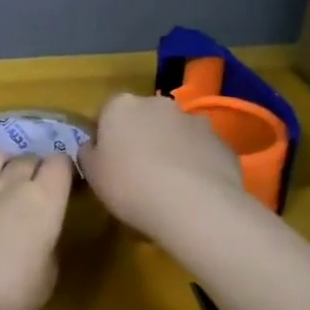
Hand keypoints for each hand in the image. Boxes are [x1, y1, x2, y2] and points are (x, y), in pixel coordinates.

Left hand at [0, 134, 73, 309]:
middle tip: (36, 183)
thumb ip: (46, 250)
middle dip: (34, 167)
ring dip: (2, 158)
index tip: (65, 181)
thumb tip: (40, 238)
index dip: (64, 170)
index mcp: (43, 201)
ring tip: (5, 165)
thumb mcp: (46, 280)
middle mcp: (8, 184)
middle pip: (26, 159)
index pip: (60, 165)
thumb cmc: (6, 292)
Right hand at [78, 93, 244, 238]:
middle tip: (136, 170)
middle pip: (143, 116)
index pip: (106, 111)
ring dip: (169, 147)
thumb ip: (88, 154)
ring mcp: (194, 120)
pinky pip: (200, 150)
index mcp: (121, 105)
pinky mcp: (221, 142)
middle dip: (139, 136)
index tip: (105, 159)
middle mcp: (158, 103)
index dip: (104, 134)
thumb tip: (92, 147)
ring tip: (167, 183)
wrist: (194, 206)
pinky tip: (192, 190)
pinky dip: (194, 162)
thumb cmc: (130, 186)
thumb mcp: (92, 174)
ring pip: (174, 131)